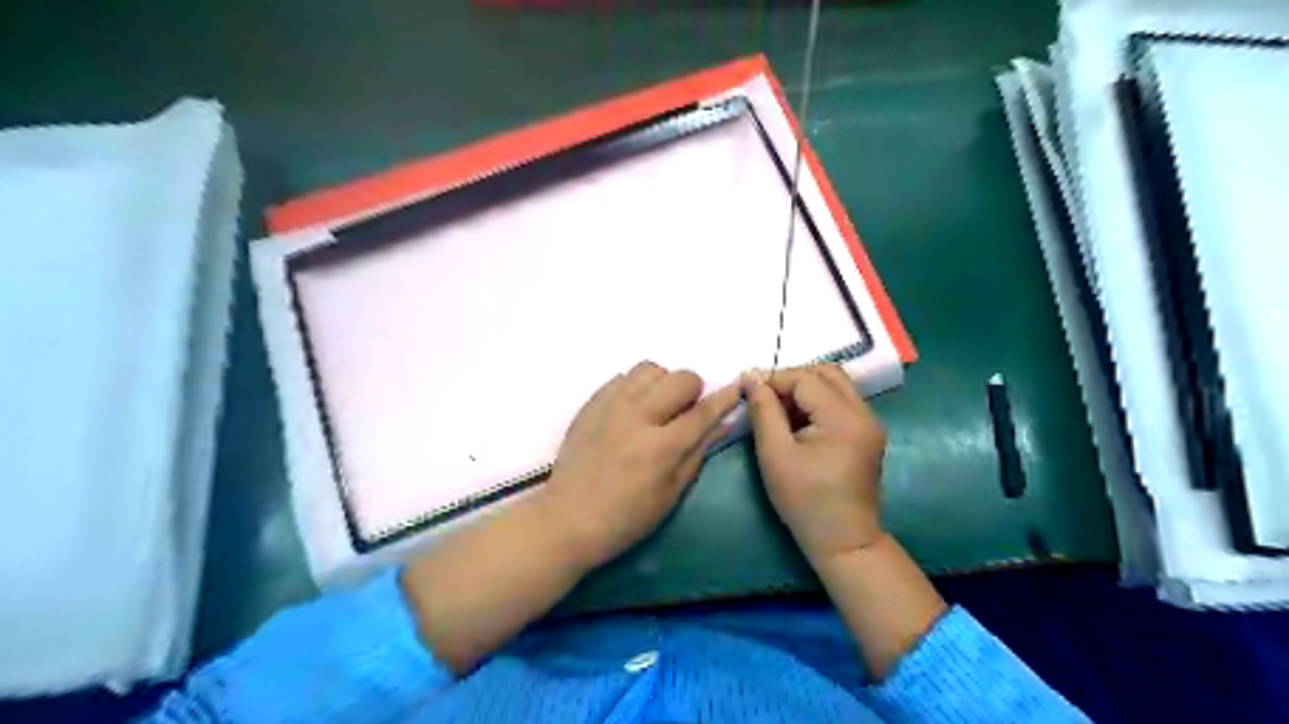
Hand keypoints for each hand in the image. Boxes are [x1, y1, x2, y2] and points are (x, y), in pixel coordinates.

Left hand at [541, 361, 739, 570]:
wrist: (567, 518)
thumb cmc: (625, 518)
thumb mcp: (670, 494)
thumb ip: (698, 453)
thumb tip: (722, 423)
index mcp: (661, 447)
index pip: (703, 412)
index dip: (725, 398)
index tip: (738, 387)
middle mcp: (637, 417)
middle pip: (681, 379)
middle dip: (693, 391)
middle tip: (685, 412)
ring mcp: (610, 406)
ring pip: (650, 369)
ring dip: (662, 384)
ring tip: (656, 407)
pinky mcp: (591, 403)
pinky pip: (622, 377)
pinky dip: (635, 387)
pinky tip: (631, 410)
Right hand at [746, 365, 886, 563]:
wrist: (844, 541)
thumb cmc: (805, 501)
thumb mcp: (775, 455)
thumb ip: (764, 411)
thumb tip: (751, 377)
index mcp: (843, 418)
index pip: (806, 378)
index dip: (775, 380)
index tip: (749, 393)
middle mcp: (864, 413)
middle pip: (827, 373)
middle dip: (792, 379)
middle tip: (767, 400)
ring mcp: (870, 423)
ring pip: (836, 384)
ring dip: (806, 390)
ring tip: (781, 414)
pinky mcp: (868, 433)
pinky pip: (842, 402)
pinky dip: (818, 403)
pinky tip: (799, 425)